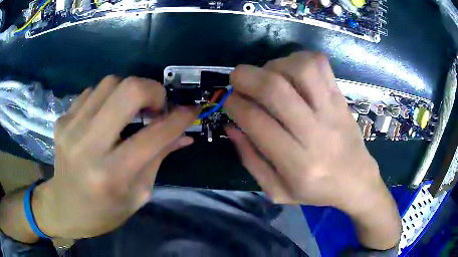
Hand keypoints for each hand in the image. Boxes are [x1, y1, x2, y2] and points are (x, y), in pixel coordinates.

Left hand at [33, 76, 196, 238]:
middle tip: (158, 106)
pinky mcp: (62, 119)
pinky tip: (106, 117)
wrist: (65, 207)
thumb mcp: (138, 194)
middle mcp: (88, 146)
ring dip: (129, 92)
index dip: (179, 119)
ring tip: (131, 111)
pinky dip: (107, 98)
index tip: (191, 110)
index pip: (153, 136)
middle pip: (128, 90)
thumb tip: (184, 135)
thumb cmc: (104, 211)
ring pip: (110, 83)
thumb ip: (159, 158)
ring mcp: (70, 128)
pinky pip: (92, 92)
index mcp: (111, 175)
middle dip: (153, 90)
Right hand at [224, 52, 399, 249]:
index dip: (235, 104)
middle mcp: (316, 133)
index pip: (257, 121)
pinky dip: (299, 58)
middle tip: (236, 80)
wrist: (357, 181)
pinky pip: (320, 64)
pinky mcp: (341, 98)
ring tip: (268, 76)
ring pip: (300, 69)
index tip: (228, 101)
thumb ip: (251, 160)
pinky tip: (292, 72)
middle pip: (275, 89)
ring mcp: (332, 111)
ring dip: (274, 65)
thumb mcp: (277, 191)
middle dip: (246, 77)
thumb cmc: (317, 191)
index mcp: (297, 164)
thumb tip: (231, 126)